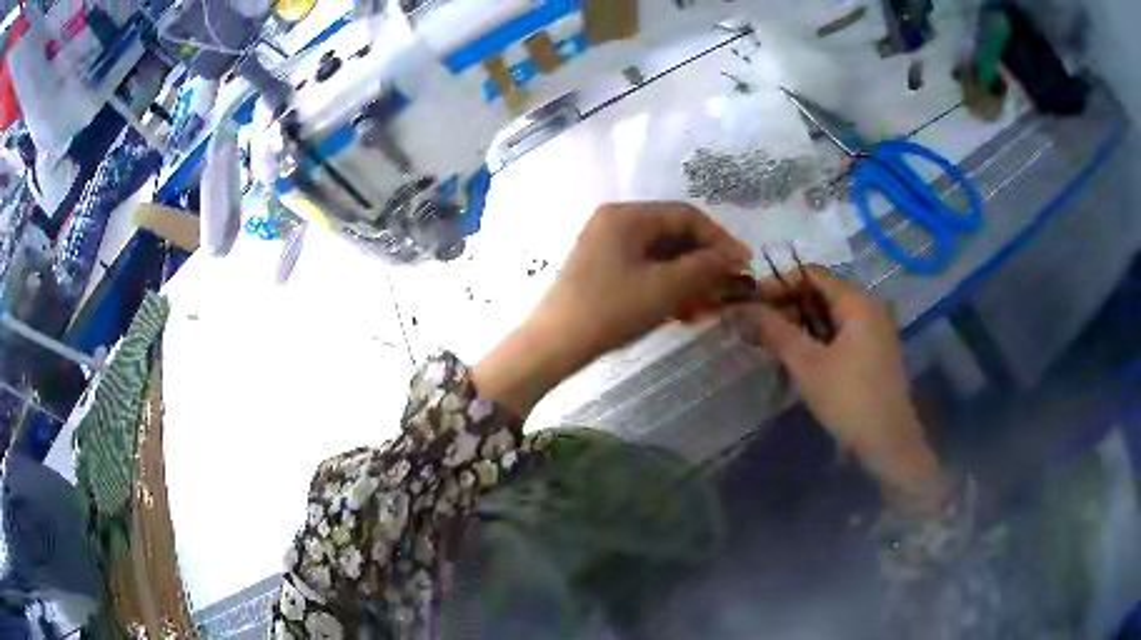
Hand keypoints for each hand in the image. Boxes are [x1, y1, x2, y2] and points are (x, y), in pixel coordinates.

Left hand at [474, 202, 751, 417]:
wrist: (554, 344)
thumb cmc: (611, 309)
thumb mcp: (665, 288)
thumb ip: (704, 267)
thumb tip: (732, 259)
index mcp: (627, 215)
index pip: (686, 216)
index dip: (720, 239)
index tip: (744, 264)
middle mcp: (615, 221)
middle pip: (673, 235)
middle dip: (703, 264)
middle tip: (726, 290)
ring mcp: (606, 245)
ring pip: (660, 256)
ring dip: (688, 280)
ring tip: (706, 309)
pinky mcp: (602, 269)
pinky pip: (644, 270)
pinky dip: (666, 288)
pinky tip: (682, 313)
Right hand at [730, 269, 941, 490]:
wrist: (888, 443)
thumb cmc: (848, 398)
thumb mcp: (807, 364)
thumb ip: (775, 331)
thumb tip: (742, 309)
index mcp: (857, 301)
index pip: (812, 275)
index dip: (779, 283)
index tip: (751, 302)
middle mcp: (869, 308)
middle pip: (822, 293)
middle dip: (788, 305)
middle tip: (757, 324)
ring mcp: (873, 331)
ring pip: (830, 316)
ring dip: (800, 324)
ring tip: (771, 340)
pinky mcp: (872, 353)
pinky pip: (840, 334)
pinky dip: (817, 339)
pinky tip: (797, 355)